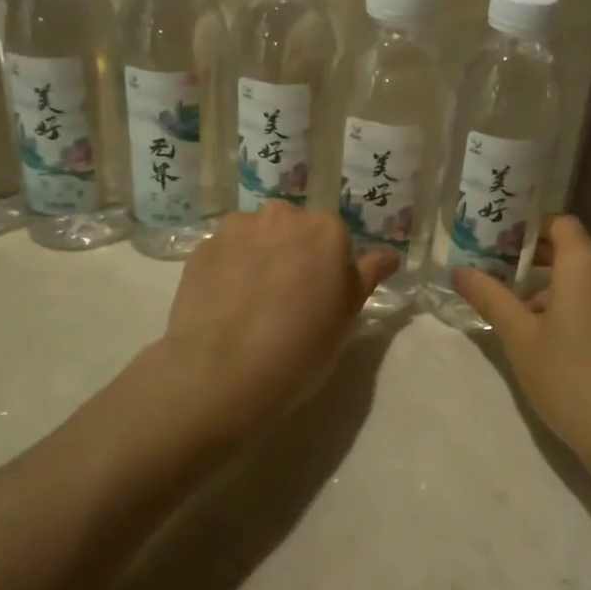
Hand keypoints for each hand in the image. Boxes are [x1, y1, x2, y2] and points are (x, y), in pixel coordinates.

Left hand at [157, 204, 396, 437]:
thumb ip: (365, 277)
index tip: (320, 296)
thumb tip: (388, 256)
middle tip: (287, 298)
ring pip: (256, 235)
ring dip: (258, 255)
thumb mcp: (346, 318)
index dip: (328, 267)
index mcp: (326, 230)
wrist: (222, 373)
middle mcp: (283, 216)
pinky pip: (224, 251)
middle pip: (294, 228)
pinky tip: (225, 303)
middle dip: (293, 252)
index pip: (335, 237)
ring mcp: (238, 228)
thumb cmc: (300, 348)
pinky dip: (228, 268)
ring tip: (250, 301)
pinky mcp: (202, 247)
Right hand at [451, 216, 590, 469]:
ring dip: (552, 282)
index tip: (498, 240)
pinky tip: (546, 332)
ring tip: (515, 306)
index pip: (560, 223)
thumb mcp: (519, 336)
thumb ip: (490, 297)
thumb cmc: (568, 375)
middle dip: (535, 255)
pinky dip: (571, 300)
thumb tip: (459, 271)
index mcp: (586, 264)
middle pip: (573, 247)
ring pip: (585, 275)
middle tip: (496, 268)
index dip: (530, 226)